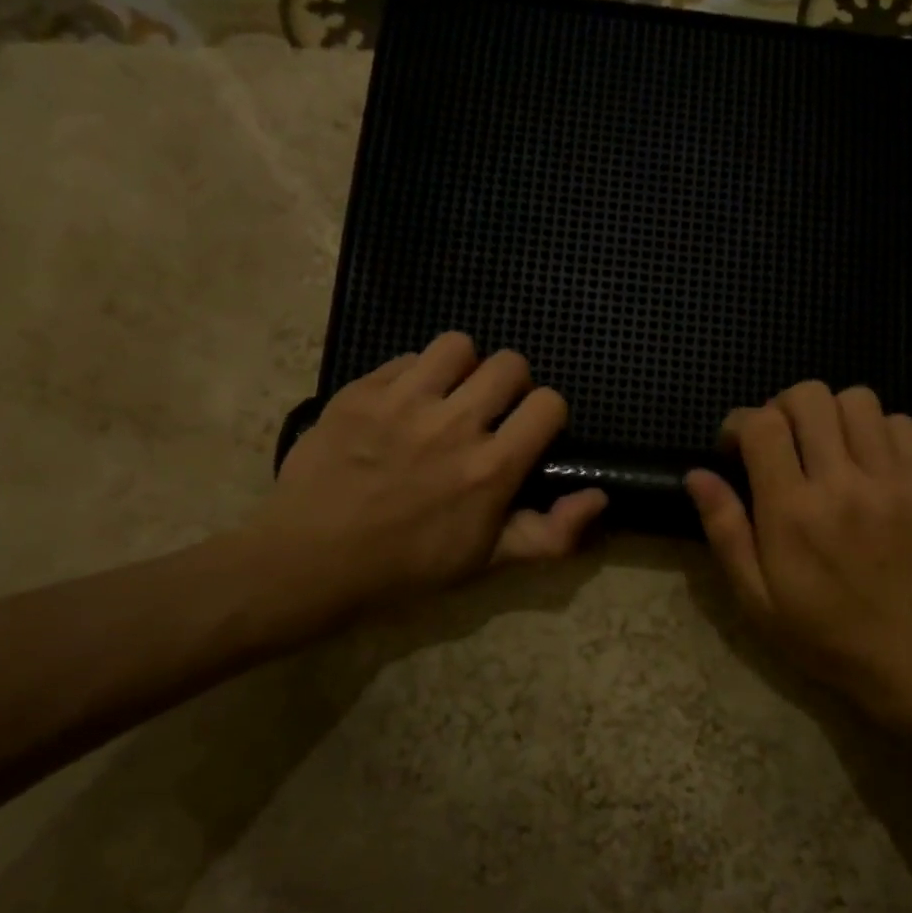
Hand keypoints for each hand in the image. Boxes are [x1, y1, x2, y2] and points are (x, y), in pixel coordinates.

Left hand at [238, 333, 604, 631]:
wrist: (311, 560)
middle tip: (488, 411)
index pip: (549, 403)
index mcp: (492, 468)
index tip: (528, 431)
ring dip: (462, 367)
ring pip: (458, 346)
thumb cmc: (407, 566)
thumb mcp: (487, 562)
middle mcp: (455, 424)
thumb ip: (552, 533)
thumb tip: (600, 496)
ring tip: (447, 395)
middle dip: (510, 384)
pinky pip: (406, 358)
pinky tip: (401, 404)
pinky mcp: (362, 391)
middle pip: (510, 363)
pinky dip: (413, 375)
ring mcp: (405, 402)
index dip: (546, 414)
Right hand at [684, 381, 911, 724]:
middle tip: (780, 440)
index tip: (735, 446)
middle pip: (809, 397)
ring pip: (856, 399)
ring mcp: (890, 478)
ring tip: (826, 444)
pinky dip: (875, 428)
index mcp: (792, 512)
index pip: (763, 425)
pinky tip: (866, 458)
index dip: (740, 422)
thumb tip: (696, 475)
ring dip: (831, 412)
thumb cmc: (822, 631)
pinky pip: (899, 422)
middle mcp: (841, 483)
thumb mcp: (755, 596)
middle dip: (783, 408)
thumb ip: (725, 530)